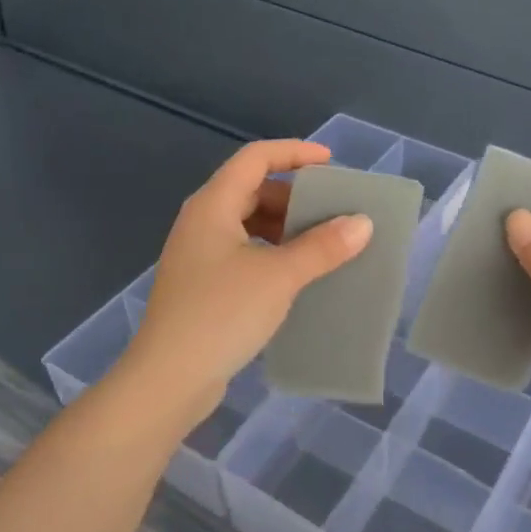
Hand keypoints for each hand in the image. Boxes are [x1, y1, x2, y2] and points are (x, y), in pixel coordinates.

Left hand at [118, 140, 372, 428]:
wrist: (168, 379)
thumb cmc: (222, 314)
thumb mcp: (279, 276)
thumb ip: (322, 246)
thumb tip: (362, 223)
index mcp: (213, 205)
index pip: (255, 158)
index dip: (294, 152)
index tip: (330, 163)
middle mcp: (201, 222)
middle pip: (251, 189)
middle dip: (293, 195)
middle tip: (331, 210)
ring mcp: (198, 255)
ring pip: (247, 223)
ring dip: (284, 227)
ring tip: (321, 243)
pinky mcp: (201, 285)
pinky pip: (243, 252)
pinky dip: (271, 252)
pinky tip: (295, 275)